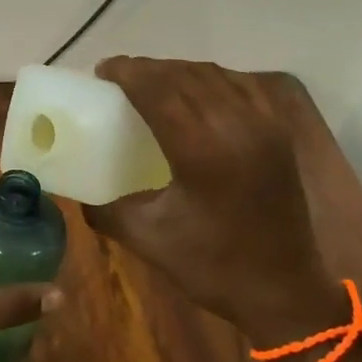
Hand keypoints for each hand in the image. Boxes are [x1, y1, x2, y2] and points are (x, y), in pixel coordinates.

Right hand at [82, 58, 330, 345]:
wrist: (285, 292)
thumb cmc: (214, 267)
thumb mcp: (148, 239)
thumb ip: (106, 211)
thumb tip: (77, 195)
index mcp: (203, 150)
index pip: (159, 89)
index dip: (128, 72)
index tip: (102, 70)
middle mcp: (236, 126)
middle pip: (184, 76)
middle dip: (148, 69)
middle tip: (119, 76)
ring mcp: (263, 125)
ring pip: (214, 76)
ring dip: (178, 71)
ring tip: (152, 81)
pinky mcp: (278, 132)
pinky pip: (241, 86)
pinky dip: (211, 79)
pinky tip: (196, 91)